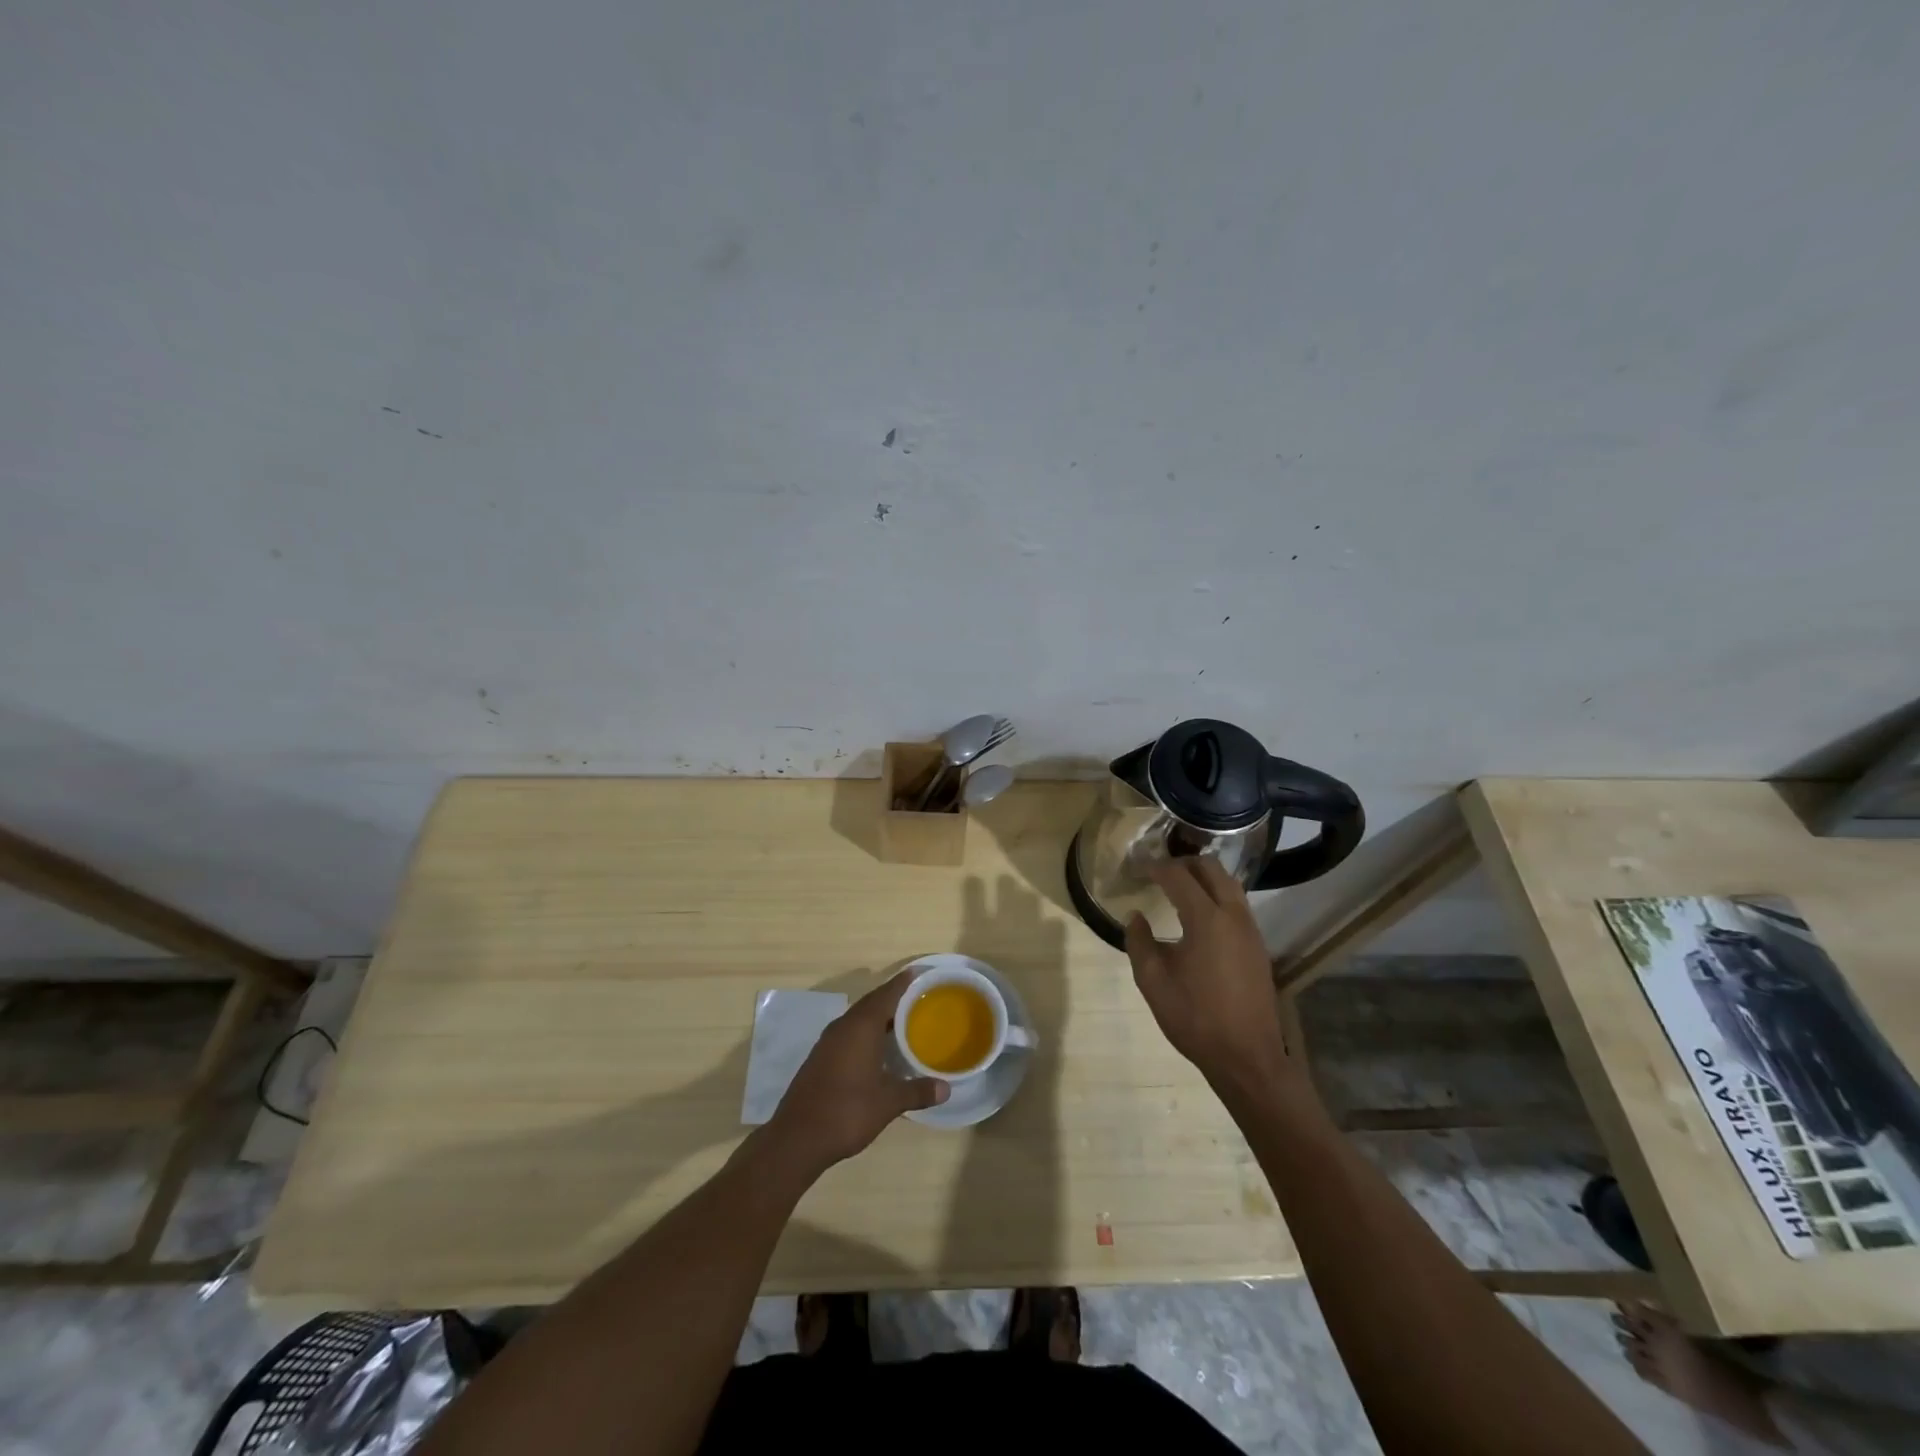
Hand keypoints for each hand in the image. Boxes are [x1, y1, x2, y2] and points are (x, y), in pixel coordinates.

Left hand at [768, 973, 947, 1174]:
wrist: (797, 1138)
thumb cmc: (847, 1112)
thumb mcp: (888, 1103)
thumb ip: (917, 1091)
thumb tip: (946, 1089)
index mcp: (861, 1027)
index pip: (886, 995)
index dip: (903, 983)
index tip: (919, 973)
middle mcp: (843, 1027)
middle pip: (871, 1003)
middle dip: (893, 998)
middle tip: (917, 998)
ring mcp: (828, 1042)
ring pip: (858, 1018)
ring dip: (878, 1017)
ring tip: (902, 1021)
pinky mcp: (820, 1057)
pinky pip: (848, 1033)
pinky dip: (865, 1033)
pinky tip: (877, 1048)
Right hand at [1125, 859, 1297, 1091]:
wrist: (1247, 1058)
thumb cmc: (1195, 1018)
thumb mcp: (1153, 982)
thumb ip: (1139, 942)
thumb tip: (1135, 917)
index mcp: (1206, 919)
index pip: (1178, 876)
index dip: (1156, 867)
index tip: (1137, 867)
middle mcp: (1233, 915)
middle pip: (1211, 868)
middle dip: (1183, 863)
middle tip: (1159, 871)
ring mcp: (1250, 930)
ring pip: (1229, 884)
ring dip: (1204, 877)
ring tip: (1178, 887)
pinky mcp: (1258, 945)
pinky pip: (1237, 904)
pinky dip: (1217, 895)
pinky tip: (1199, 915)